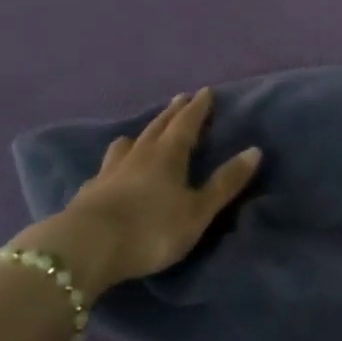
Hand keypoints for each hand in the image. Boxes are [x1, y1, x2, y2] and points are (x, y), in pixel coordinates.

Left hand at [16, 89, 259, 299]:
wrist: (87, 248)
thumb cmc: (151, 229)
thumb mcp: (197, 211)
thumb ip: (225, 183)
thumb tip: (254, 150)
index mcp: (168, 155)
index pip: (186, 123)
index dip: (198, 108)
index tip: (205, 91)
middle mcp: (139, 155)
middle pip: (158, 127)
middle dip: (172, 113)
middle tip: (180, 99)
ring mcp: (110, 171)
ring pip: (128, 144)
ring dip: (141, 134)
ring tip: (144, 133)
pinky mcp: (90, 191)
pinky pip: (108, 167)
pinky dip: (117, 161)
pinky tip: (113, 170)